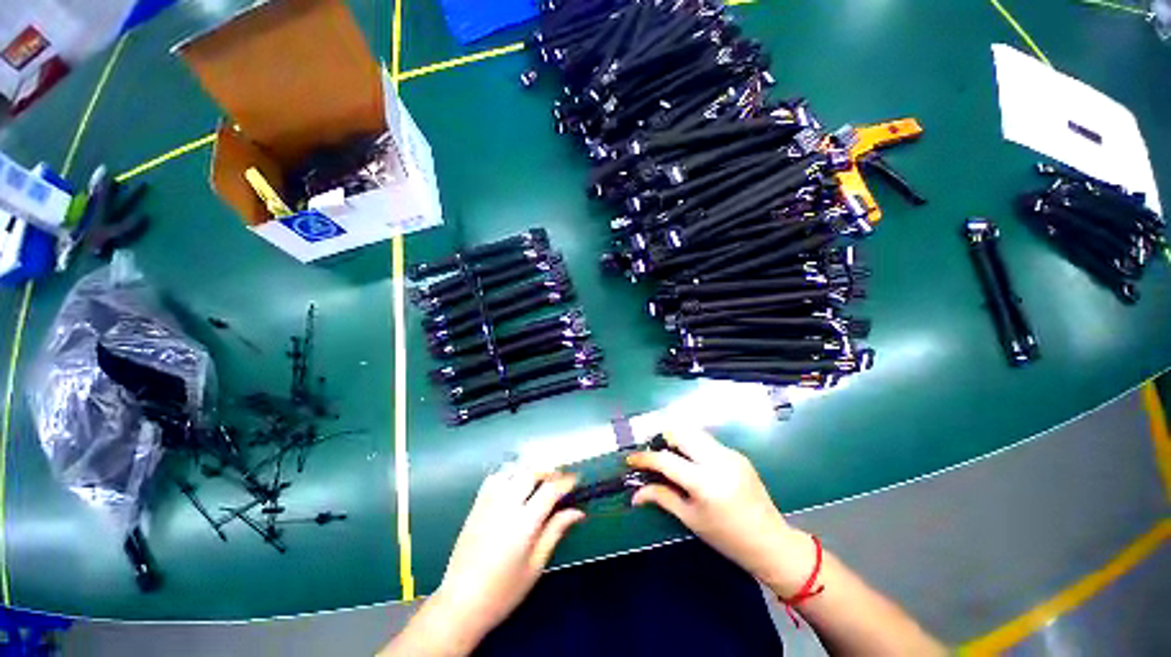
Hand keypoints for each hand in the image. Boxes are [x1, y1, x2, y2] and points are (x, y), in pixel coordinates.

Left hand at [432, 465, 584, 643]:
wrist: (460, 602)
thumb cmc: (503, 591)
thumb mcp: (536, 565)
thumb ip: (555, 531)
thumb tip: (578, 512)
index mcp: (525, 523)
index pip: (550, 489)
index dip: (566, 481)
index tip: (575, 479)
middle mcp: (507, 505)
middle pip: (532, 471)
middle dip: (549, 471)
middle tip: (558, 480)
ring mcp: (489, 502)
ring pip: (513, 470)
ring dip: (529, 470)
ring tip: (538, 481)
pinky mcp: (476, 505)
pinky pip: (495, 477)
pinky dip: (508, 473)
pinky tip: (514, 484)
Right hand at [627, 428, 813, 595]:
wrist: (770, 541)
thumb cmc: (726, 537)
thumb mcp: (690, 519)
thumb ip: (662, 498)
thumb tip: (635, 493)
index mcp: (704, 482)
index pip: (666, 460)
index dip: (644, 458)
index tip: (631, 460)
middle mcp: (717, 461)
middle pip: (680, 433)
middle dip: (661, 438)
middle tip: (652, 454)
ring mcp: (730, 454)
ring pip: (694, 433)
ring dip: (677, 439)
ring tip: (669, 454)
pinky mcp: (737, 454)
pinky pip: (708, 442)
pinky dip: (693, 446)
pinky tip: (692, 462)